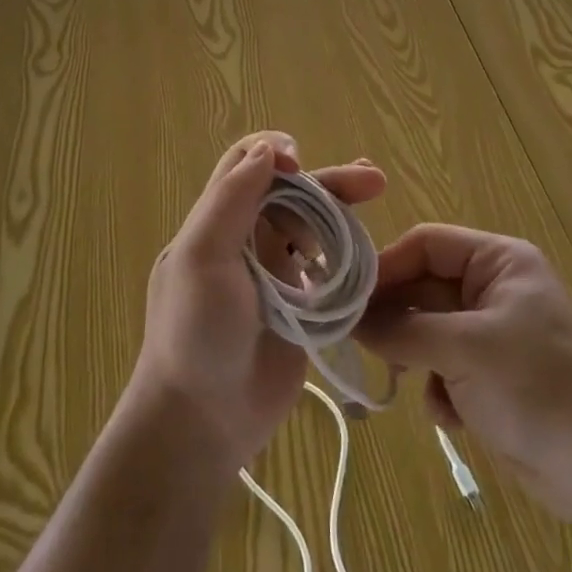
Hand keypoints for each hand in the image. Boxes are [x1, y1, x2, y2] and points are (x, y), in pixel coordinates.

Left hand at [131, 131, 387, 476]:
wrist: (202, 421)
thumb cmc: (196, 333)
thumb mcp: (202, 258)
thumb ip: (231, 200)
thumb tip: (268, 150)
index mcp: (217, 221)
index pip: (245, 165)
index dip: (275, 154)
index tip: (302, 165)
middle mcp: (246, 240)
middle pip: (291, 193)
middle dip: (328, 182)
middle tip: (372, 182)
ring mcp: (275, 275)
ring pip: (313, 228)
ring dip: (342, 214)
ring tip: (376, 207)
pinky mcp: (300, 308)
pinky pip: (328, 269)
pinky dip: (348, 256)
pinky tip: (370, 255)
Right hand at [354, 224, 571, 520]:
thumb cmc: (539, 388)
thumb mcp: (464, 349)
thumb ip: (401, 330)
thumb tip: (348, 320)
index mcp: (498, 261)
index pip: (425, 243)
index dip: (386, 266)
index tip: (348, 297)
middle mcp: (492, 288)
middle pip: (422, 287)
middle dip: (397, 319)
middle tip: (360, 344)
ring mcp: (491, 334)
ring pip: (426, 330)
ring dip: (415, 358)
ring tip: (410, 383)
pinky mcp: (490, 376)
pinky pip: (442, 366)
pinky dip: (438, 388)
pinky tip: (452, 416)